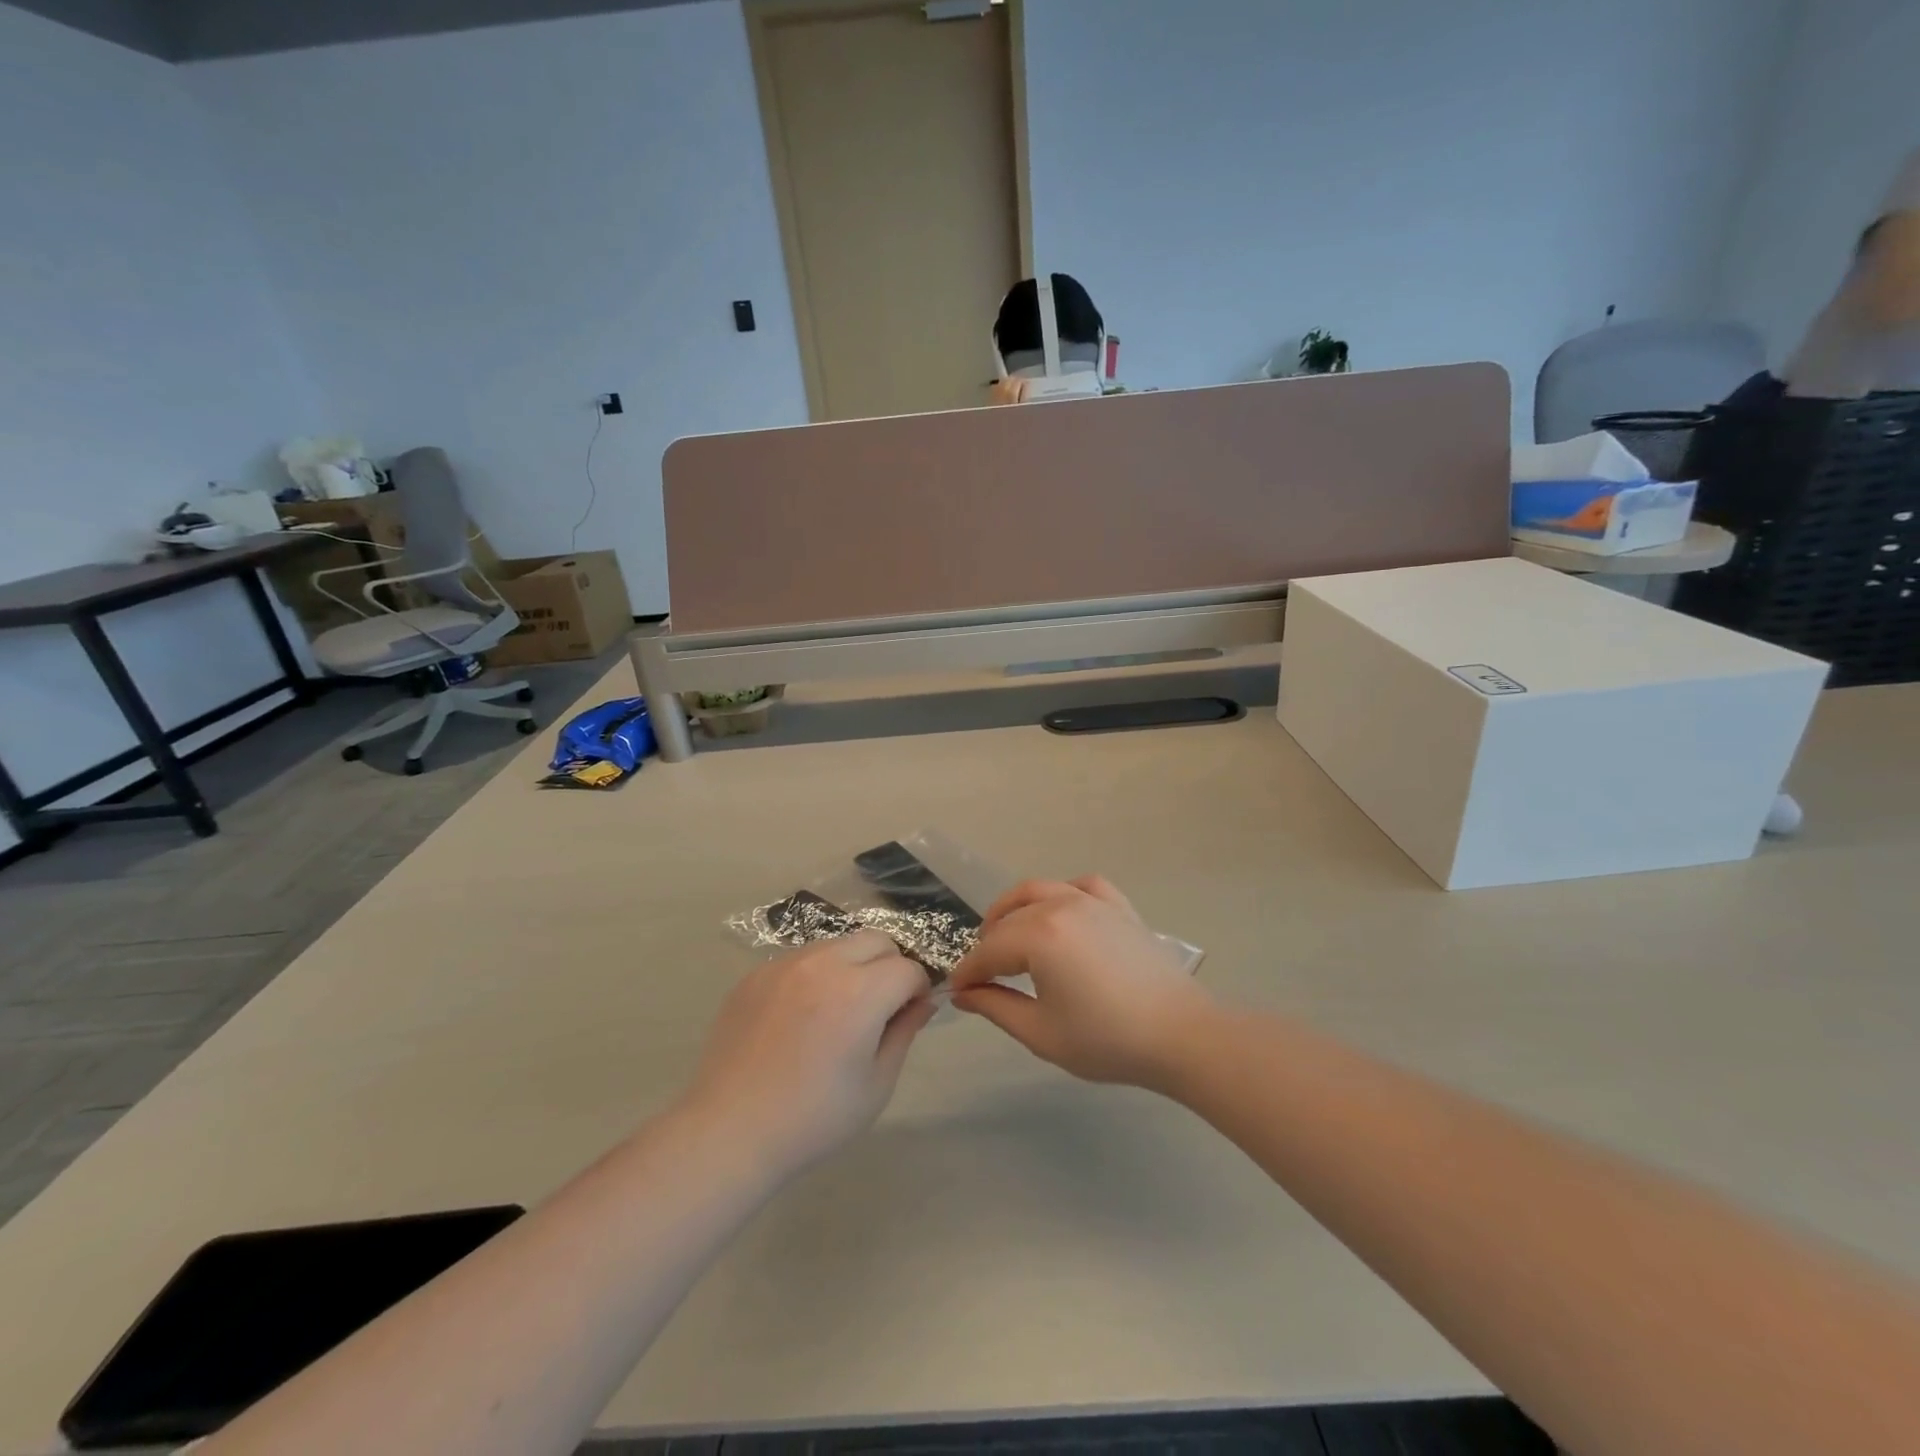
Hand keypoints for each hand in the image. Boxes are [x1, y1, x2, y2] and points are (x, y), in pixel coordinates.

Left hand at [681, 932, 935, 1176]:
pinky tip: (801, 1017)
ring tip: (839, 1010)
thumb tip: (922, 1002)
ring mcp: (785, 964)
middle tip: (880, 1007)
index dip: (917, 990)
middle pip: (876, 940)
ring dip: (852, 965)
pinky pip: (801, 959)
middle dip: (890, 965)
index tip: (910, 1015)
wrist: (730, 1132)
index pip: (908, 969)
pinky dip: (815, 975)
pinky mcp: (756, 974)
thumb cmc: (814, 1118)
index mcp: (860, 992)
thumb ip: (905, 1032)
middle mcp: (824, 964)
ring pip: (837, 944)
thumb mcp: (876, 1084)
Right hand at [948, 877, 1213, 1091]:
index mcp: (1039, 934)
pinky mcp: (1118, 906)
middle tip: (981, 975)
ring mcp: (1092, 900)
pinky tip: (1060, 913)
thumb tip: (963, 994)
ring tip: (1007, 936)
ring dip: (1014, 910)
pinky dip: (1061, 895)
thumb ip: (995, 1007)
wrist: (1180, 1035)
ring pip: (1038, 890)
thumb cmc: (1107, 1039)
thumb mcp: (1041, 1032)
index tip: (956, 993)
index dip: (968, 973)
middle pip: (1008, 918)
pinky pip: (1080, 886)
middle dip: (987, 945)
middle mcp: (1060, 905)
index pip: (988, 951)